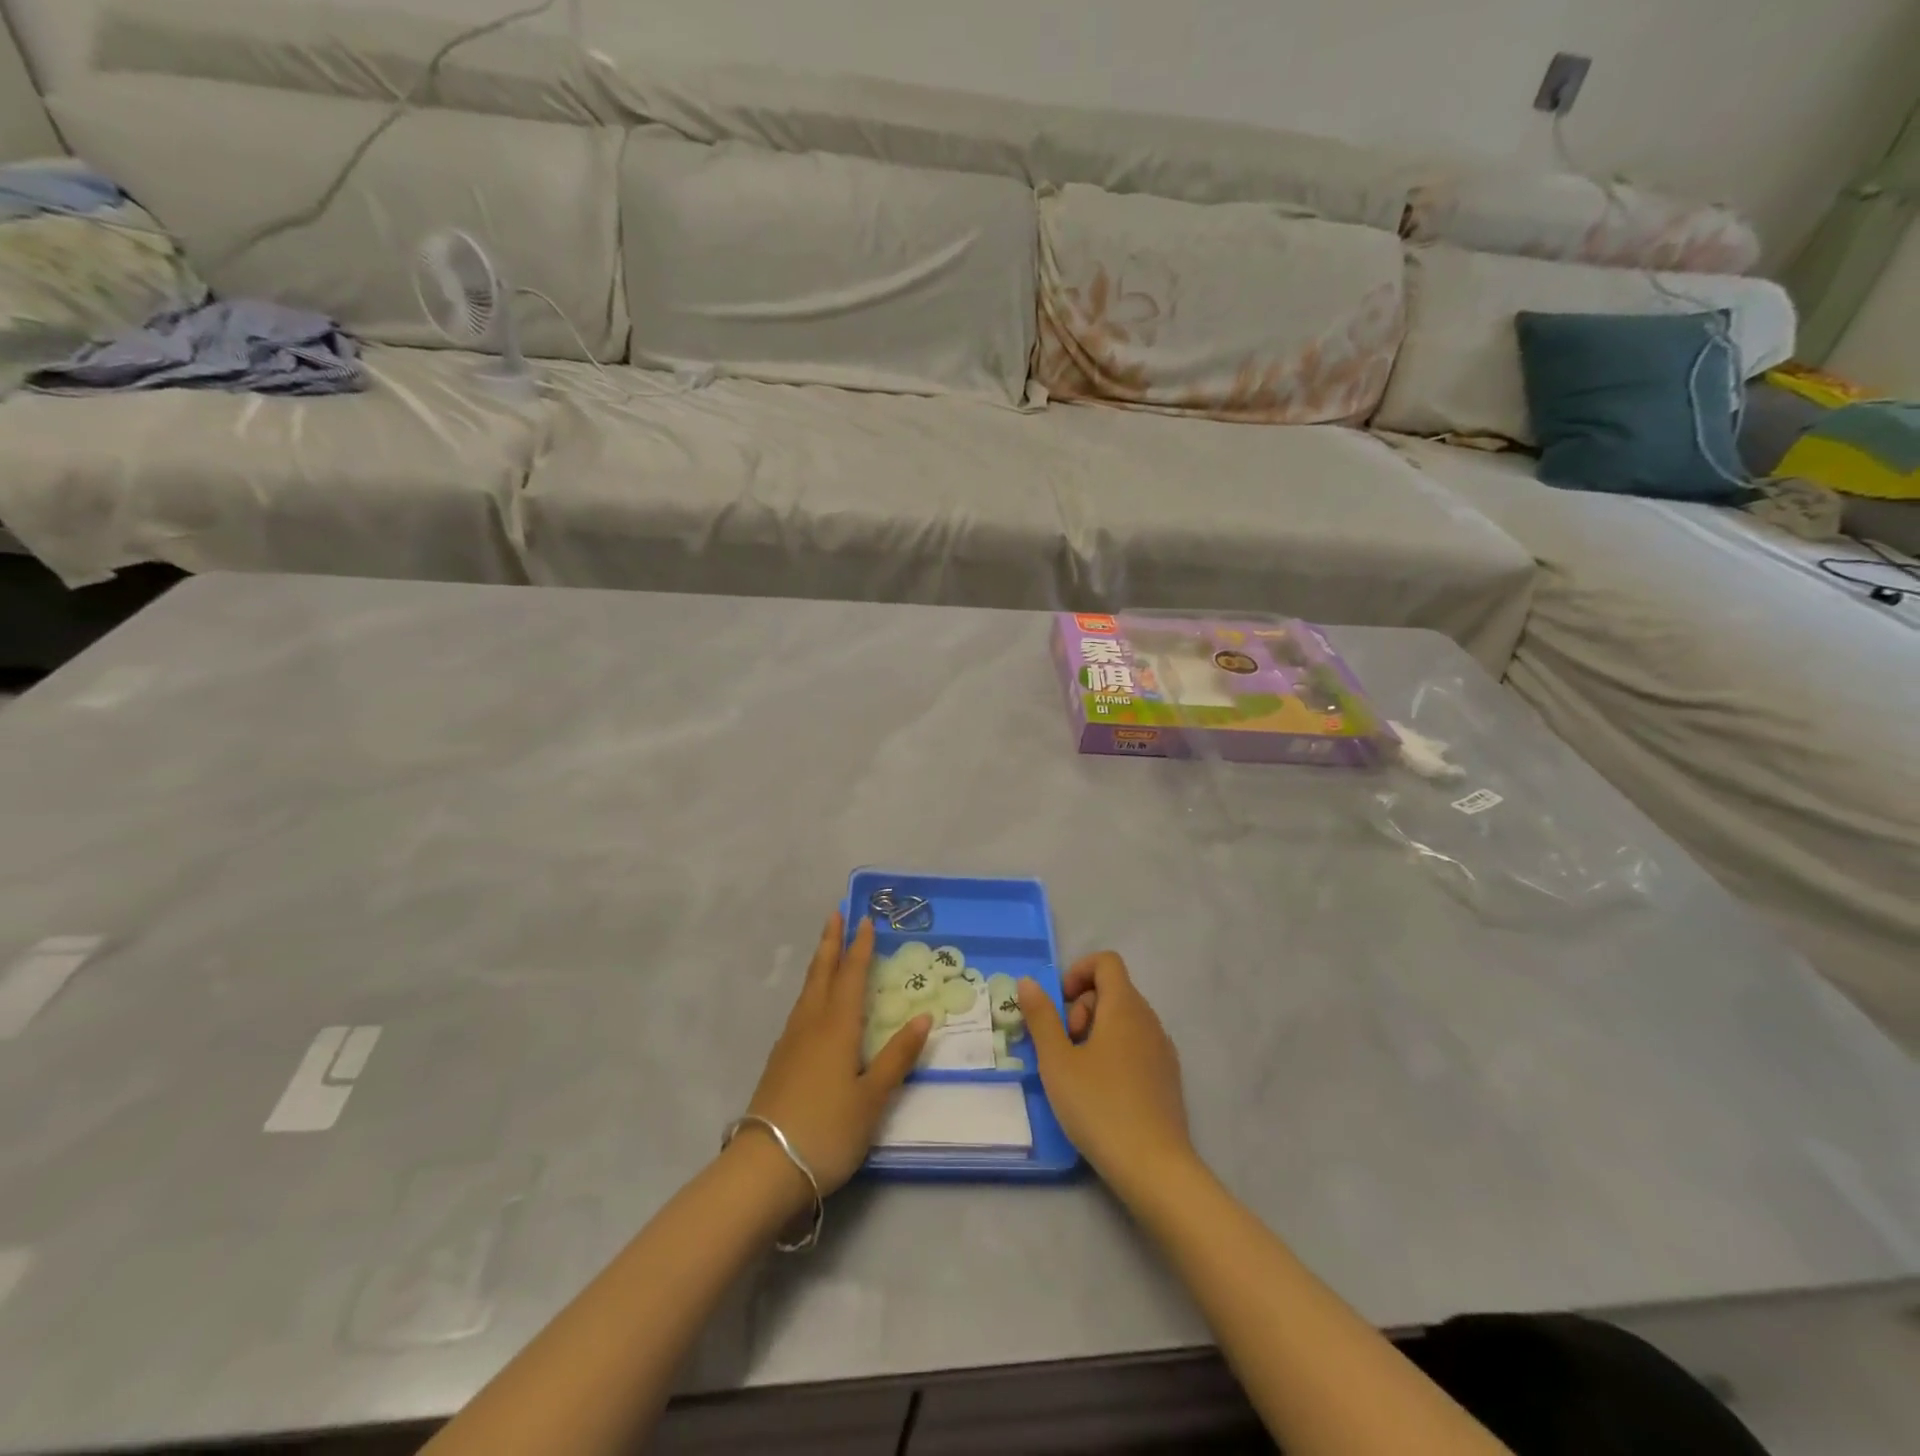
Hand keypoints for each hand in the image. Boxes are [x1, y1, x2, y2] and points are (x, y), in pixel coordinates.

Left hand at [744, 913, 930, 1201]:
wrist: (764, 1168)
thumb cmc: (827, 1130)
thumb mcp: (872, 1098)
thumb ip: (897, 1057)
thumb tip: (923, 1017)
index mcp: (837, 1027)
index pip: (852, 976)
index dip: (860, 948)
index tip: (865, 920)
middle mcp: (811, 1024)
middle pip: (822, 974)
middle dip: (831, 943)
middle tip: (836, 914)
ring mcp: (790, 1042)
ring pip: (808, 991)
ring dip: (819, 964)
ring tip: (826, 950)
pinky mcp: (779, 1061)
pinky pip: (800, 1010)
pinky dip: (811, 991)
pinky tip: (813, 1004)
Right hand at [1019, 952, 1192, 1191]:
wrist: (1154, 1167)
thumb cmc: (1099, 1106)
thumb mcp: (1057, 1061)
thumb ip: (1041, 1017)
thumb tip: (1029, 982)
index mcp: (1124, 1007)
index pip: (1107, 962)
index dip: (1078, 971)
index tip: (1059, 1004)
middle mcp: (1149, 1019)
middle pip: (1113, 990)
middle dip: (1082, 1007)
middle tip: (1064, 1046)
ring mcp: (1163, 1049)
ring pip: (1124, 1019)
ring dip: (1096, 1030)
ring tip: (1079, 1071)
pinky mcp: (1168, 1077)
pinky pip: (1137, 1044)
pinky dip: (1115, 1051)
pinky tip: (1102, 1089)